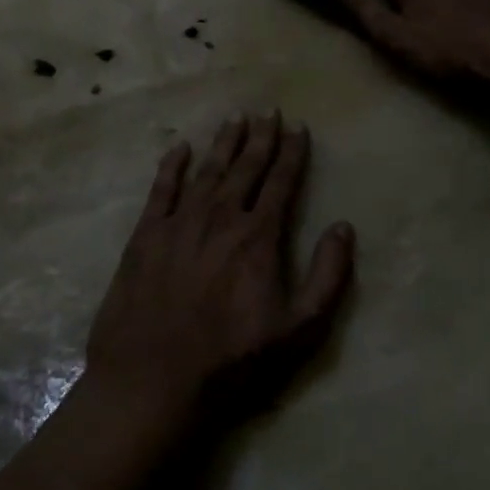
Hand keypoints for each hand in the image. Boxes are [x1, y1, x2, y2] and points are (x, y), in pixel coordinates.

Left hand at [84, 113, 354, 429]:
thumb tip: (343, 227)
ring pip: (207, 171)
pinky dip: (171, 166)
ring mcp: (180, 223)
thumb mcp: (298, 330)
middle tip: (268, 110)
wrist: (153, 378)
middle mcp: (221, 217)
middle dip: (260, 138)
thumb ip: (327, 276)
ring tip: (235, 118)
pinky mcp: (145, 235)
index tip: (298, 127)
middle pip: (245, 168)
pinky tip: (179, 148)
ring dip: (223, 143)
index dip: (292, 153)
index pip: (281, 183)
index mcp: (258, 237)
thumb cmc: (232, 360)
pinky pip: (161, 189)